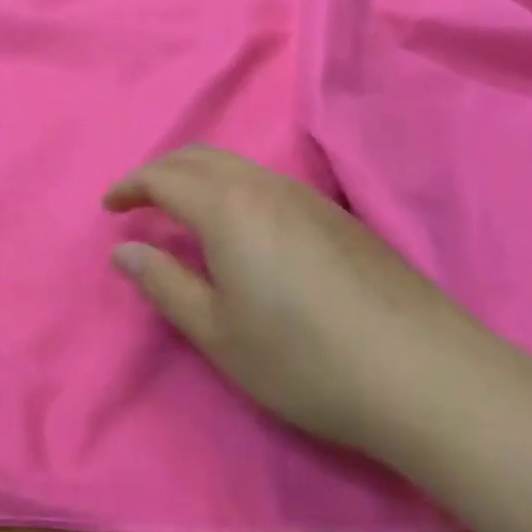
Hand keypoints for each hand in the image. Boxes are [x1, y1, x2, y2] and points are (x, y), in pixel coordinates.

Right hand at [105, 147, 481, 454]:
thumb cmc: (303, 358)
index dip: (130, 187)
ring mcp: (306, 195)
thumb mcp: (218, 333)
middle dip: (161, 172)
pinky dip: (232, 188)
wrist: (421, 373)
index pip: (164, 177)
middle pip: (200, 157)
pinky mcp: (337, 213)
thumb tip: (124, 251)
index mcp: (228, 206)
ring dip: (198, 177)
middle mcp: (264, 185)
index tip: (109, 206)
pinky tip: (241, 228)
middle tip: (139, 203)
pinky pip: (266, 181)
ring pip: (236, 165)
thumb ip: (164, 284)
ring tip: (182, 213)